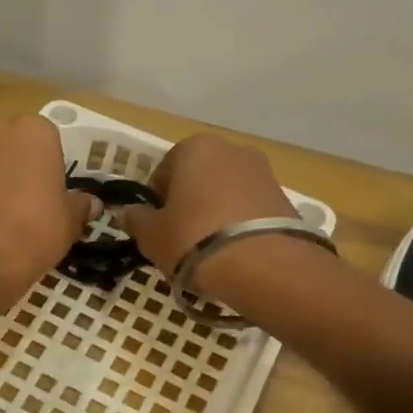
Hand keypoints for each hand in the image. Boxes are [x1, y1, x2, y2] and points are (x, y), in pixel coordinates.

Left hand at [0, 116, 98, 305]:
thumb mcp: (68, 223)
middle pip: (15, 149)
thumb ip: (79, 207)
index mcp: (34, 130)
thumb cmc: (32, 229)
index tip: (55, 198)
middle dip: (22, 172)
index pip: (51, 143)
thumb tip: (91, 203)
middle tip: (34, 207)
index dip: (53, 172)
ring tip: (9, 223)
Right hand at [119, 134, 299, 296]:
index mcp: (194, 148)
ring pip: (225, 194)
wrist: (263, 265)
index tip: (157, 228)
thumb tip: (127, 213)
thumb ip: (136, 219)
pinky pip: (249, 210)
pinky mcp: (285, 198)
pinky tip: (234, 254)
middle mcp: (231, 149)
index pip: (163, 172)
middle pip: (198, 179)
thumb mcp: (151, 235)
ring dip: (215, 215)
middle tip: (181, 240)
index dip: (156, 203)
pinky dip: (240, 226)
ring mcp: (263, 172)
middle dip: (189, 204)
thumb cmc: (193, 239)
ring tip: (210, 252)